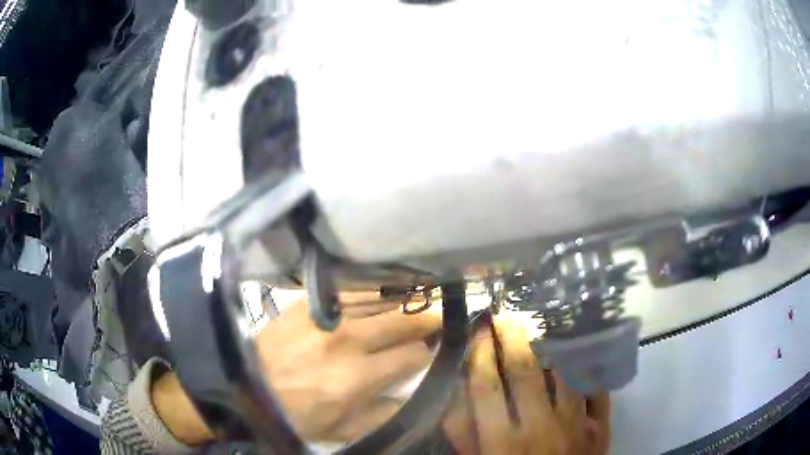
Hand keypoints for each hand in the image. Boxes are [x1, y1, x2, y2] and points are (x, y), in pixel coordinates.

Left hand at [152, 295, 440, 445]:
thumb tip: (416, 394)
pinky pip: (351, 287)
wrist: (246, 381)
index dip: (430, 352)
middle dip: (429, 318)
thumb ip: (385, 415)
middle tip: (440, 315)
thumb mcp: (342, 430)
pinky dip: (374, 287)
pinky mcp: (309, 301)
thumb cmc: (295, 412)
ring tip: (423, 294)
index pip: (413, 355)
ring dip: (406, 297)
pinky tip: (384, 286)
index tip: (435, 350)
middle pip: (405, 320)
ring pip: (382, 298)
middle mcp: (348, 340)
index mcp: (358, 377)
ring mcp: (327, 315)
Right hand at [442, 318, 610, 454]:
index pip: (487, 386)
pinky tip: (576, 351)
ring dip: (550, 345)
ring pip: (565, 371)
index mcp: (502, 442)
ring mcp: (576, 425)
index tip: (479, 330)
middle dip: (512, 337)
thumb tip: (458, 391)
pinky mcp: (601, 426)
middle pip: (525, 371)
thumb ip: (464, 432)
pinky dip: (586, 366)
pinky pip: (596, 386)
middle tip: (505, 317)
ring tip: (539, 327)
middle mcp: (541, 429)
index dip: (481, 353)